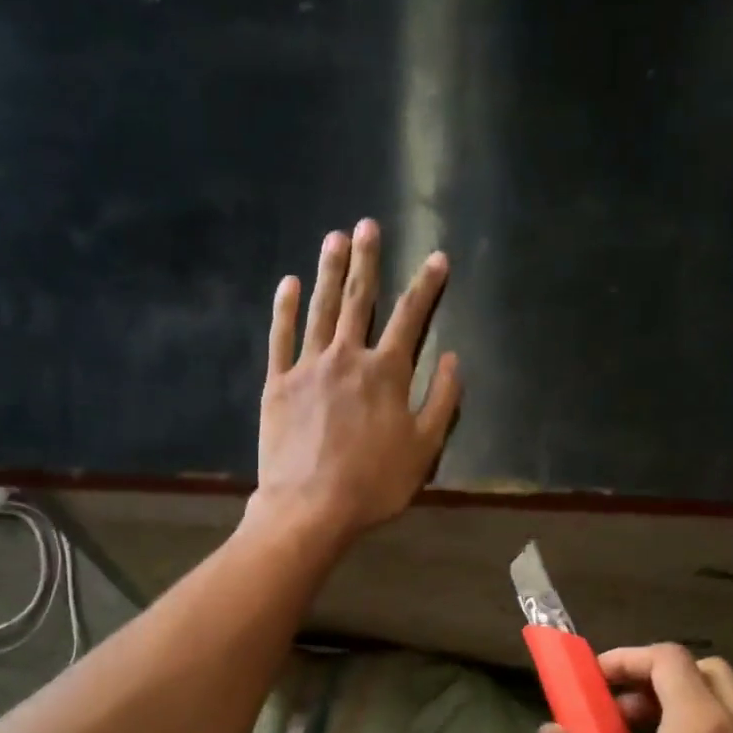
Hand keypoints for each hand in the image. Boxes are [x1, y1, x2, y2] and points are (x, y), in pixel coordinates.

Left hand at [249, 219, 461, 542]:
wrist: (310, 507)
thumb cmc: (373, 484)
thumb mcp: (423, 450)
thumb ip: (442, 402)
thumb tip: (455, 359)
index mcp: (387, 373)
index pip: (412, 318)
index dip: (426, 286)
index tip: (436, 258)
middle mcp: (348, 357)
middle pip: (361, 299)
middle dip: (368, 260)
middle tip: (368, 225)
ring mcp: (309, 367)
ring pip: (322, 309)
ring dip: (329, 271)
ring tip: (334, 237)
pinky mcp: (278, 384)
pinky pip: (281, 336)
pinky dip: (286, 308)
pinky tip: (290, 283)